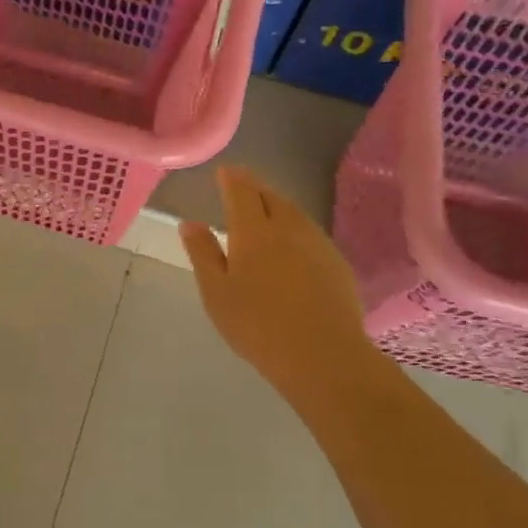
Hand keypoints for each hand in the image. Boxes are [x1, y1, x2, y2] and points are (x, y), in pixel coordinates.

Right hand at [179, 166, 369, 397]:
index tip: (224, 172)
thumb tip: (190, 223)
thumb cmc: (257, 324)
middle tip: (242, 189)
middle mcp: (288, 227)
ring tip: (265, 213)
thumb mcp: (216, 292)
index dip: (231, 178)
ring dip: (277, 206)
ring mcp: (317, 243)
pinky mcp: (337, 263)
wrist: (323, 355)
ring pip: (294, 212)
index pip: (241, 190)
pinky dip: (295, 229)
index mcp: (253, 230)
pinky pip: (311, 233)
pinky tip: (292, 247)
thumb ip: (203, 253)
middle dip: (254, 188)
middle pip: (271, 196)